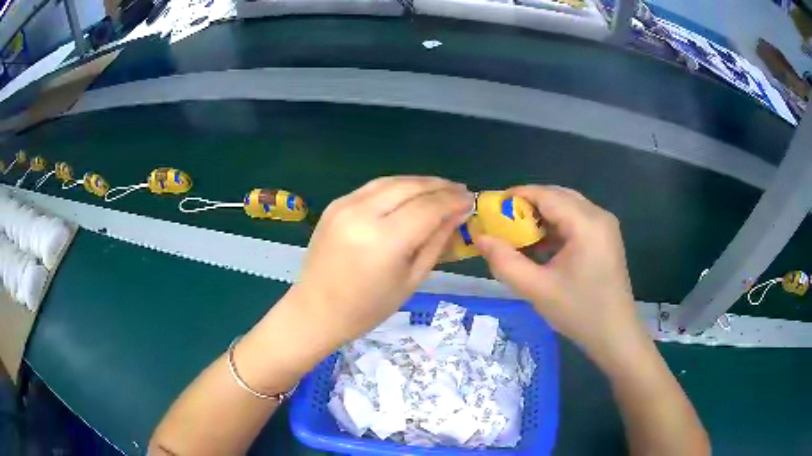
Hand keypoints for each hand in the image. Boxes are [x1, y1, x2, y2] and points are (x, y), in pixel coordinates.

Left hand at [291, 176, 473, 345]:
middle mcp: (363, 214)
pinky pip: (373, 187)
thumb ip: (436, 243)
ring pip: (392, 181)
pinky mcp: (336, 204)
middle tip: (459, 191)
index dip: (453, 201)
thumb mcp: (411, 280)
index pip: (428, 208)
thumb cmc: (367, 308)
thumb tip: (457, 215)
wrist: (316, 310)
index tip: (470, 200)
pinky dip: (397, 186)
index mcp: (385, 240)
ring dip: (419, 182)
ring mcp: (345, 205)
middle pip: (411, 187)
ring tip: (440, 188)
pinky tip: (410, 193)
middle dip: (440, 186)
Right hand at [475, 185, 644, 363]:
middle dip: (528, 205)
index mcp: (586, 223)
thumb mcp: (537, 289)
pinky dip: (555, 227)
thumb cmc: (579, 312)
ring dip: (541, 216)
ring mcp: (605, 226)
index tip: (490, 208)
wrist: (614, 335)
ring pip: (567, 207)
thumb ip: (505, 262)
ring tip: (518, 235)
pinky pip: (576, 221)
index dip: (516, 196)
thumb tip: (480, 238)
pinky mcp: (605, 238)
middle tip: (502, 222)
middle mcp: (599, 215)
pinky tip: (540, 246)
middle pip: (557, 196)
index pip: (546, 195)